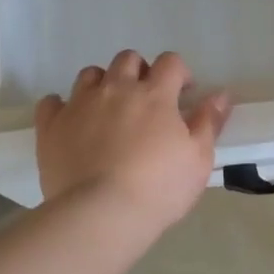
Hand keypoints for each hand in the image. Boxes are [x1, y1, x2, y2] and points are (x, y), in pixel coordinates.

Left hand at [34, 50, 230, 235]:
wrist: (101, 214)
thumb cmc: (159, 188)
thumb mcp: (198, 158)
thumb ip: (209, 121)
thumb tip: (221, 93)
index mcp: (155, 95)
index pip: (170, 62)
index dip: (179, 73)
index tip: (183, 94)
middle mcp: (116, 89)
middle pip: (128, 60)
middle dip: (140, 72)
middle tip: (146, 100)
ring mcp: (80, 105)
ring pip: (90, 75)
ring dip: (103, 84)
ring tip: (109, 110)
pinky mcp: (52, 126)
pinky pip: (52, 102)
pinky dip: (63, 106)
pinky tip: (71, 122)